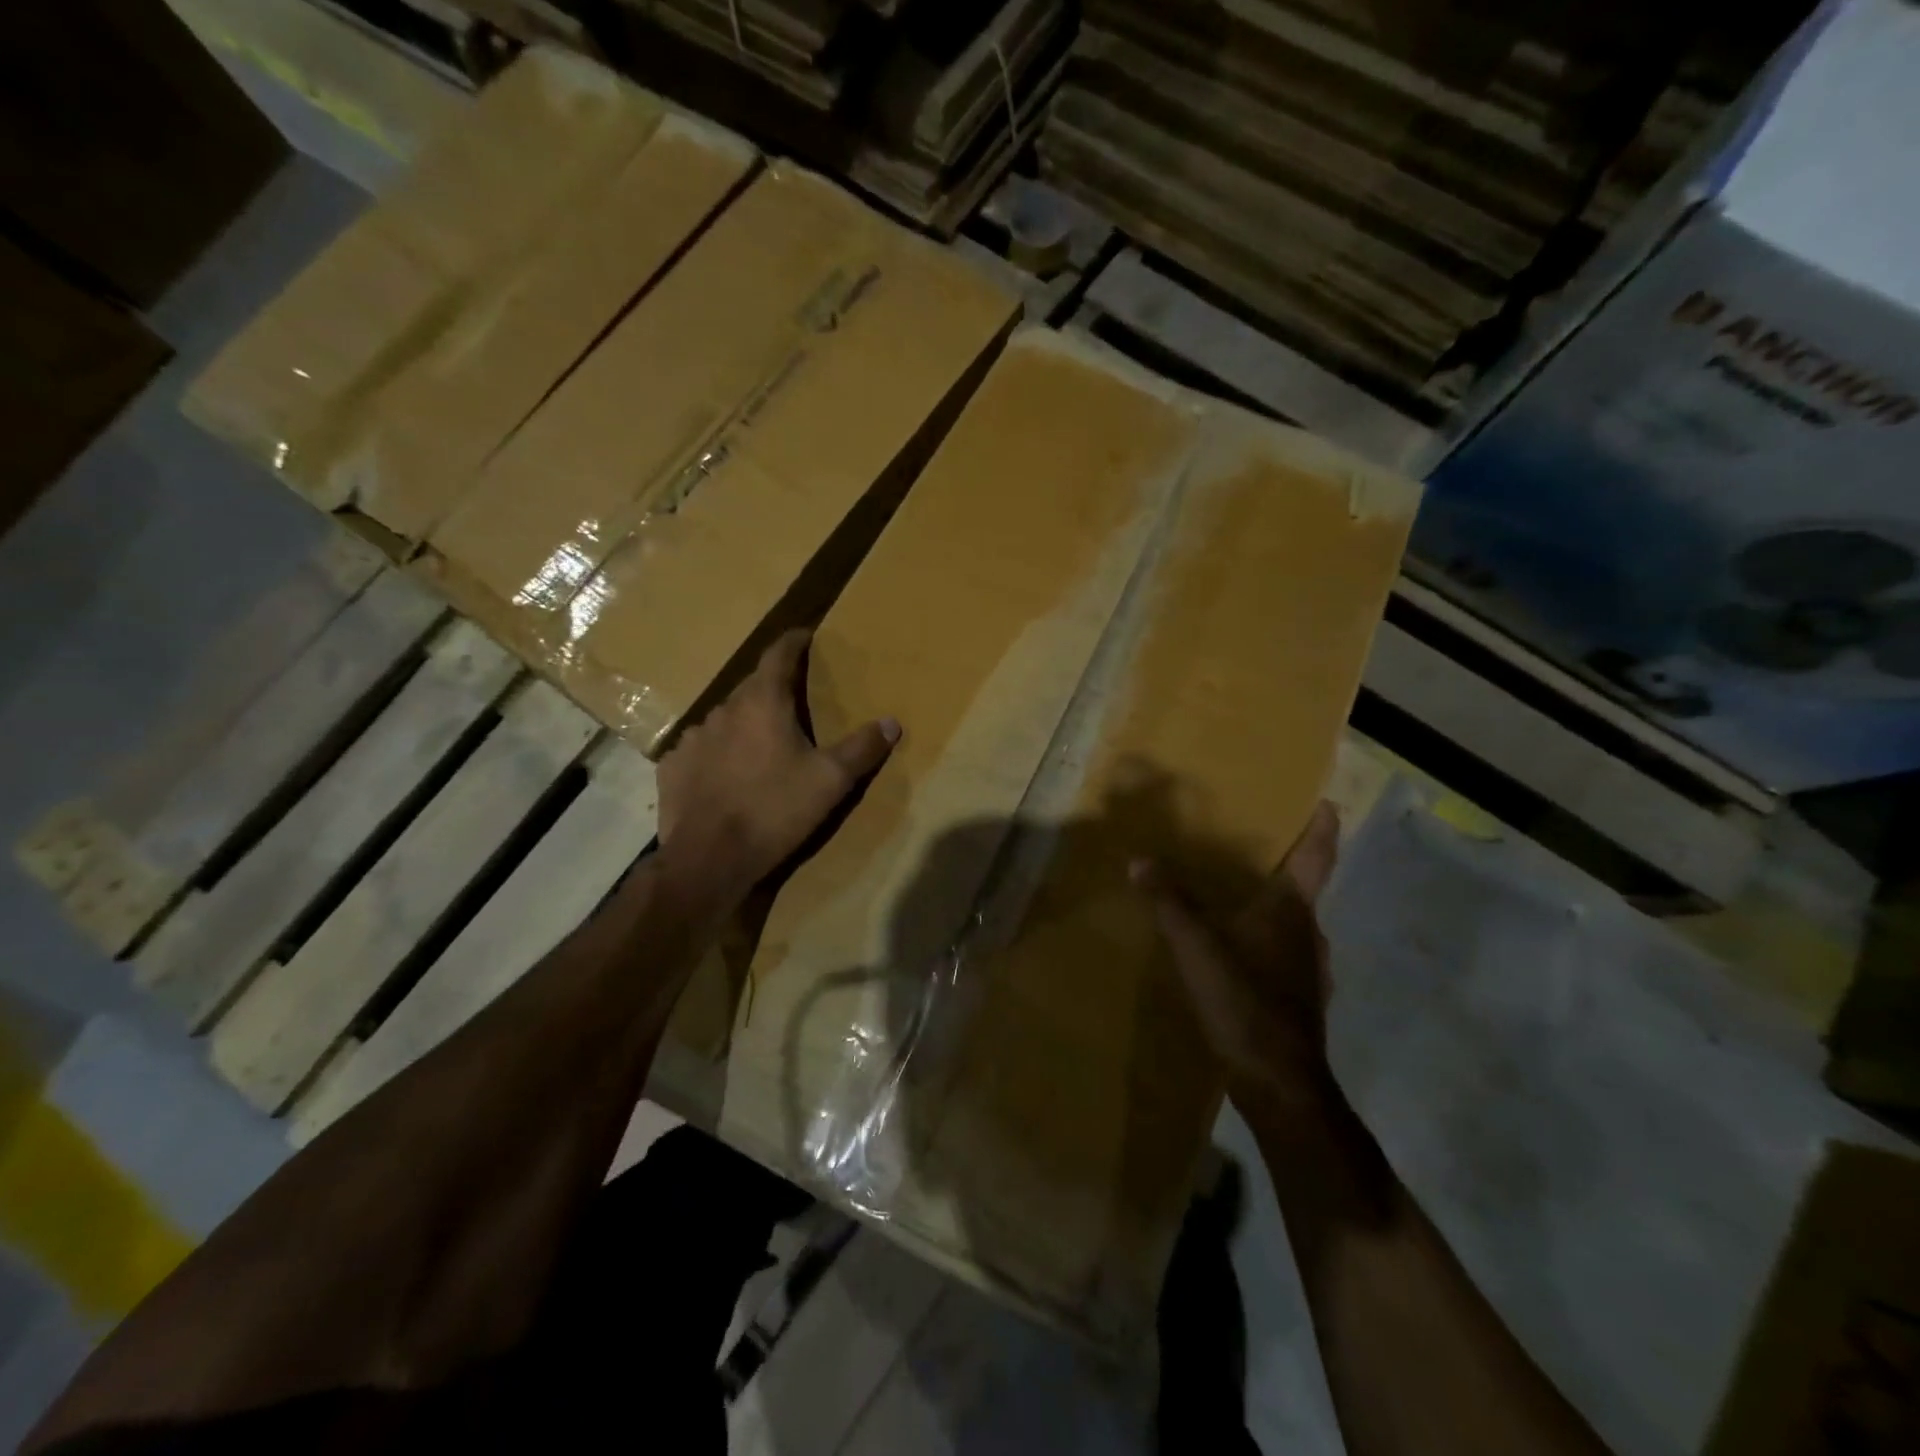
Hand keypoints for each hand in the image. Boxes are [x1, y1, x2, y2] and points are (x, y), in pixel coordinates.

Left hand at [657, 629, 899, 898]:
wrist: (709, 859)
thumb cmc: (775, 810)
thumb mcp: (830, 781)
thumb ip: (862, 748)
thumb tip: (891, 722)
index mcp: (762, 703)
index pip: (778, 655)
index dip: (794, 642)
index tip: (806, 636)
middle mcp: (723, 710)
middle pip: (752, 688)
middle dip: (773, 691)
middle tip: (794, 706)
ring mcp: (693, 738)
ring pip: (725, 720)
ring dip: (744, 725)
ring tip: (761, 746)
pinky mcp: (673, 767)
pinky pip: (701, 750)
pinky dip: (717, 754)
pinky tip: (726, 775)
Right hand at [1132, 802, 1339, 1113]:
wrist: (1278, 1080)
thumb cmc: (1242, 998)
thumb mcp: (1195, 945)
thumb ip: (1169, 902)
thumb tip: (1140, 861)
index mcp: (1293, 910)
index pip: (1316, 857)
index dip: (1322, 828)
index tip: (1328, 804)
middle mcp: (1311, 934)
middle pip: (1305, 891)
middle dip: (1287, 869)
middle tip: (1257, 851)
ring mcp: (1312, 971)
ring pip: (1295, 928)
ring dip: (1275, 911)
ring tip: (1242, 903)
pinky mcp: (1302, 1001)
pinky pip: (1286, 957)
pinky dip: (1268, 946)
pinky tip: (1241, 958)